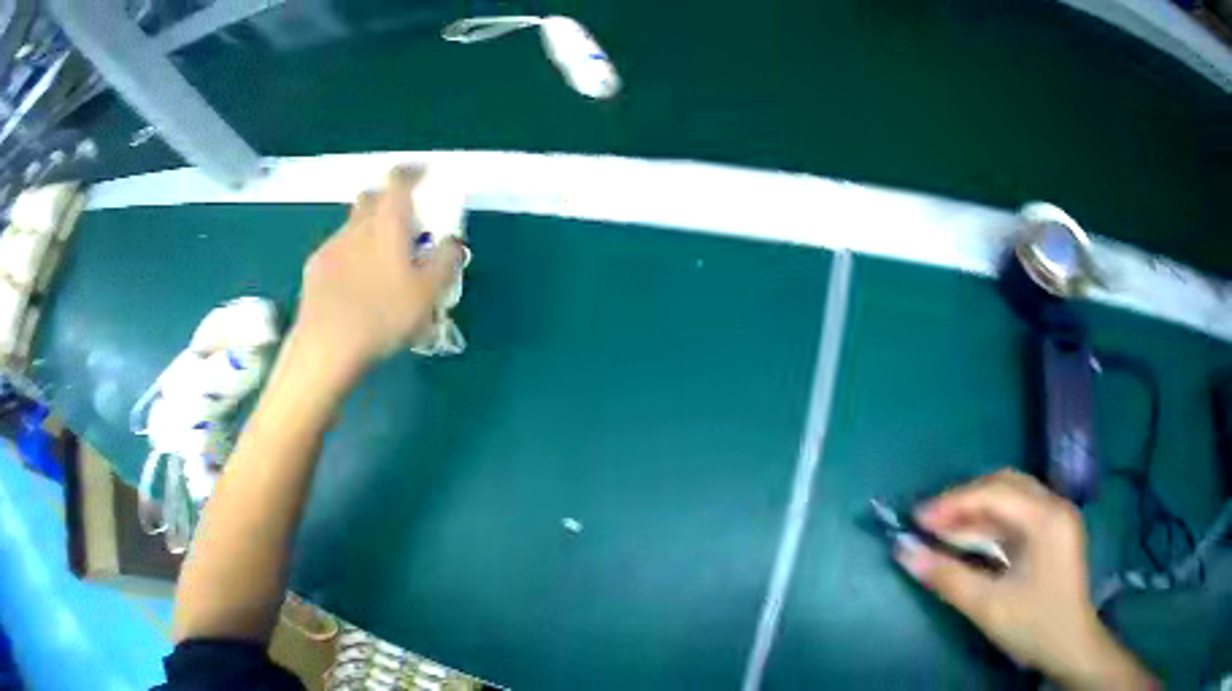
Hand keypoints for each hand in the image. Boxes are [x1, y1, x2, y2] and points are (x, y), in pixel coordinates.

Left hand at [294, 167, 463, 376]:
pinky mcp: (314, 269)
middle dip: (386, 200)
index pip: (397, 181)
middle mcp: (356, 227)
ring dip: (367, 231)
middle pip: (370, 197)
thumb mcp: (429, 294)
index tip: (423, 175)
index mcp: (387, 224)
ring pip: (352, 225)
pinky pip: (336, 251)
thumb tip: (452, 241)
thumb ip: (445, 261)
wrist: (327, 346)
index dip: (412, 172)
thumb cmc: (383, 316)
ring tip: (378, 262)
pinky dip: (349, 255)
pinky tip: (353, 284)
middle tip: (401, 221)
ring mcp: (331, 247)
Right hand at [897, 469, 1156, 688]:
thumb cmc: (1034, 625)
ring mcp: (1055, 518)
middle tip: (928, 522)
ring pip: (1009, 499)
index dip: (953, 502)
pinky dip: (989, 525)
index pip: (995, 492)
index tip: (917, 519)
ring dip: (975, 512)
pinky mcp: (1052, 532)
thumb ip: (947, 576)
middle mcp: (1054, 506)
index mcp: (1046, 518)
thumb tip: (904, 553)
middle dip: (963, 501)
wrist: (1070, 646)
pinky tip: (967, 540)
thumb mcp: (988, 606)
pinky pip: (1016, 516)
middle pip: (1004, 486)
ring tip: (940, 530)